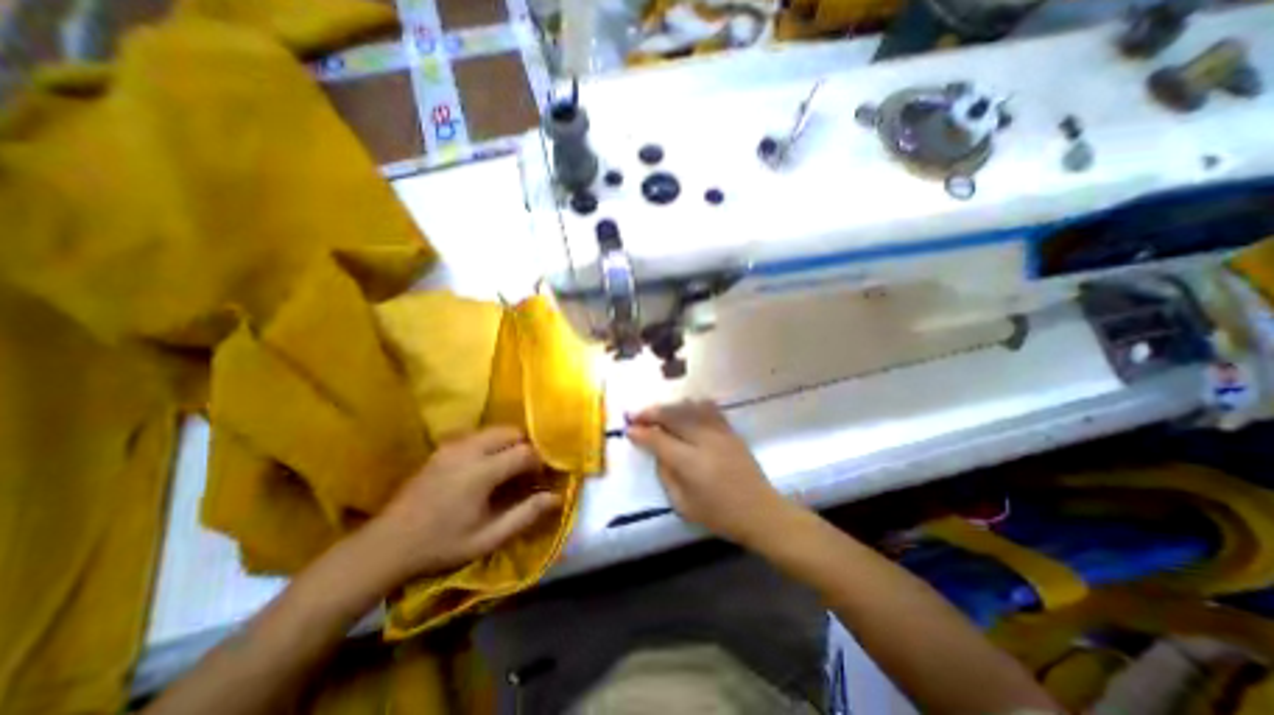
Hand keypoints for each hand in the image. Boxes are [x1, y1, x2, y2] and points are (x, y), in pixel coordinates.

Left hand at [356, 431, 558, 585]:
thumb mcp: (487, 538)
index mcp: (481, 472)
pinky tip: (488, 465)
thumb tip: (557, 497)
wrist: (387, 545)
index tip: (541, 479)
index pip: (525, 452)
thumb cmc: (441, 545)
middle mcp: (468, 450)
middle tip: (528, 471)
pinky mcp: (443, 447)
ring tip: (510, 467)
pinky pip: (479, 434)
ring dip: (510, 443)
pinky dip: (493, 443)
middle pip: (512, 431)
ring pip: (496, 430)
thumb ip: (525, 515)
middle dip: (527, 446)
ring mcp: (453, 445)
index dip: (540, 462)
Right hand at [627, 403, 792, 547]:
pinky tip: (684, 407)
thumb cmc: (719, 515)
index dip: (641, 432)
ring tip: (657, 412)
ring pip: (689, 408)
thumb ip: (666, 475)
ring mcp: (720, 433)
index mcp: (690, 463)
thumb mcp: (683, 505)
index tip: (629, 429)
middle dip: (651, 413)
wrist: (760, 511)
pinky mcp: (731, 431)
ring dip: (669, 407)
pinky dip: (692, 405)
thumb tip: (658, 452)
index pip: (659, 439)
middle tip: (636, 415)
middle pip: (673, 416)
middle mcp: (704, 441)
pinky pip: (709, 409)